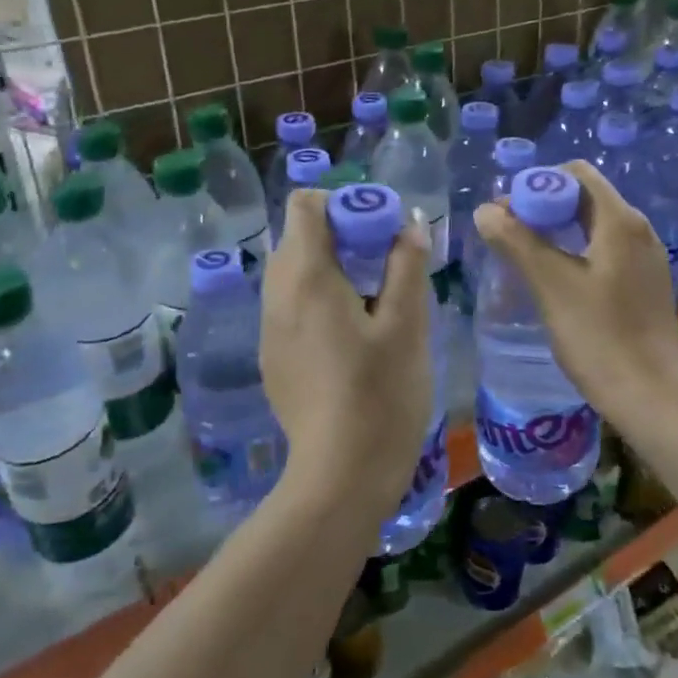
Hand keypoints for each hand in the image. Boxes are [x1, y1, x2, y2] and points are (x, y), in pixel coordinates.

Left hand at [260, 190, 432, 523]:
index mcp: (306, 276)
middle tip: (383, 263)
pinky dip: (316, 300)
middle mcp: (276, 294)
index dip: (342, 203)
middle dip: (340, 235)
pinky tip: (350, 336)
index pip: (304, 205)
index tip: (377, 228)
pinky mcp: (272, 357)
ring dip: (329, 268)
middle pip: (297, 237)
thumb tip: (408, 225)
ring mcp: (268, 329)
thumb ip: (407, 266)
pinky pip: (289, 306)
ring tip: (371, 299)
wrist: (341, 473)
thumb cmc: (381, 393)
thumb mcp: (407, 324)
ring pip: (292, 273)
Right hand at [473, 160, 677, 421]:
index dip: (537, 184)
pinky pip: (603, 250)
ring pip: (593, 226)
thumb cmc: (600, 336)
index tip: (508, 213)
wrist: (652, 395)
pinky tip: (554, 280)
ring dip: (556, 230)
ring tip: (524, 256)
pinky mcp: (642, 284)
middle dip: (543, 207)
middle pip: (585, 198)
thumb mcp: (551, 285)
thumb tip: (485, 211)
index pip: (577, 174)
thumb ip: (516, 242)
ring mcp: (644, 258)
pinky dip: (574, 251)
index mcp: (620, 221)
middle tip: (508, 234)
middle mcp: (638, 230)